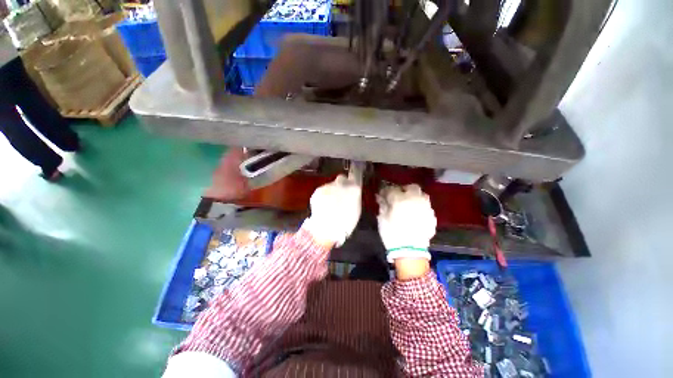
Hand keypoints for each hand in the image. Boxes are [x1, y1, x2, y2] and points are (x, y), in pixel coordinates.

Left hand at [302, 175, 361, 246]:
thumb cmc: (346, 222)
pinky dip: (323, 196)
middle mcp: (341, 183)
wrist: (326, 228)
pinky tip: (323, 206)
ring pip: (331, 186)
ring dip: (332, 192)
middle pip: (341, 179)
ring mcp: (328, 186)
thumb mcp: (356, 209)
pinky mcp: (317, 190)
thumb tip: (351, 192)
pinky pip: (322, 191)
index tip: (352, 181)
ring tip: (330, 205)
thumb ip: (354, 196)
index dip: (353, 177)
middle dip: (341, 184)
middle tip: (340, 195)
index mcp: (353, 188)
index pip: (355, 174)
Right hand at [377, 184, 436, 263]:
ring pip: (422, 195)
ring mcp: (425, 207)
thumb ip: (382, 205)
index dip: (386, 191)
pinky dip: (420, 207)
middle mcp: (415, 200)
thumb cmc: (392, 234)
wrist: (409, 252)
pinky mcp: (432, 217)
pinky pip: (426, 207)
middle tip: (398, 196)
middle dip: (404, 189)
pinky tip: (416, 214)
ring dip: (415, 197)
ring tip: (409, 204)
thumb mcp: (382, 219)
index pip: (392, 189)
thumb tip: (381, 197)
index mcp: (400, 199)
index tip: (382, 194)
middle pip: (412, 187)